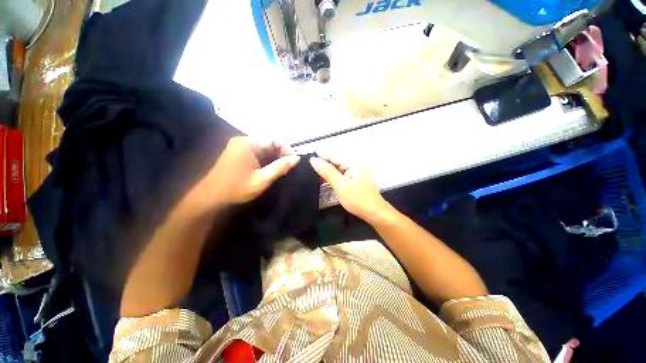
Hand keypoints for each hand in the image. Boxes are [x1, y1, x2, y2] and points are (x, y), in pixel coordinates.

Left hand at [191, 137, 299, 210]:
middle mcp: (244, 140)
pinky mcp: (239, 152)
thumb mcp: (261, 180)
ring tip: (281, 169)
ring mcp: (240, 146)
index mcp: (248, 144)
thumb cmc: (236, 188)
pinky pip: (258, 151)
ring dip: (275, 157)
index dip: (287, 148)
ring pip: (265, 147)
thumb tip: (297, 158)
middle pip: (269, 142)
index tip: (293, 161)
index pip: (274, 139)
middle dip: (281, 153)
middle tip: (288, 167)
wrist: (210, 196)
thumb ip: (280, 167)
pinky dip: (267, 159)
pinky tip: (270, 168)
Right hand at [309, 156, 391, 223]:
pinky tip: (322, 180)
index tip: (306, 157)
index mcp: (352, 162)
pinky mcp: (353, 181)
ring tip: (311, 173)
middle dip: (321, 164)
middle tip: (306, 167)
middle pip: (334, 162)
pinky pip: (339, 176)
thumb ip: (327, 172)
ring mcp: (353, 173)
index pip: (332, 156)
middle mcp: (353, 165)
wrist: (374, 213)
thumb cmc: (358, 199)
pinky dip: (331, 178)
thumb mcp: (340, 185)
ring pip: (336, 169)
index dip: (319, 156)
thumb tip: (314, 160)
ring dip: (325, 172)